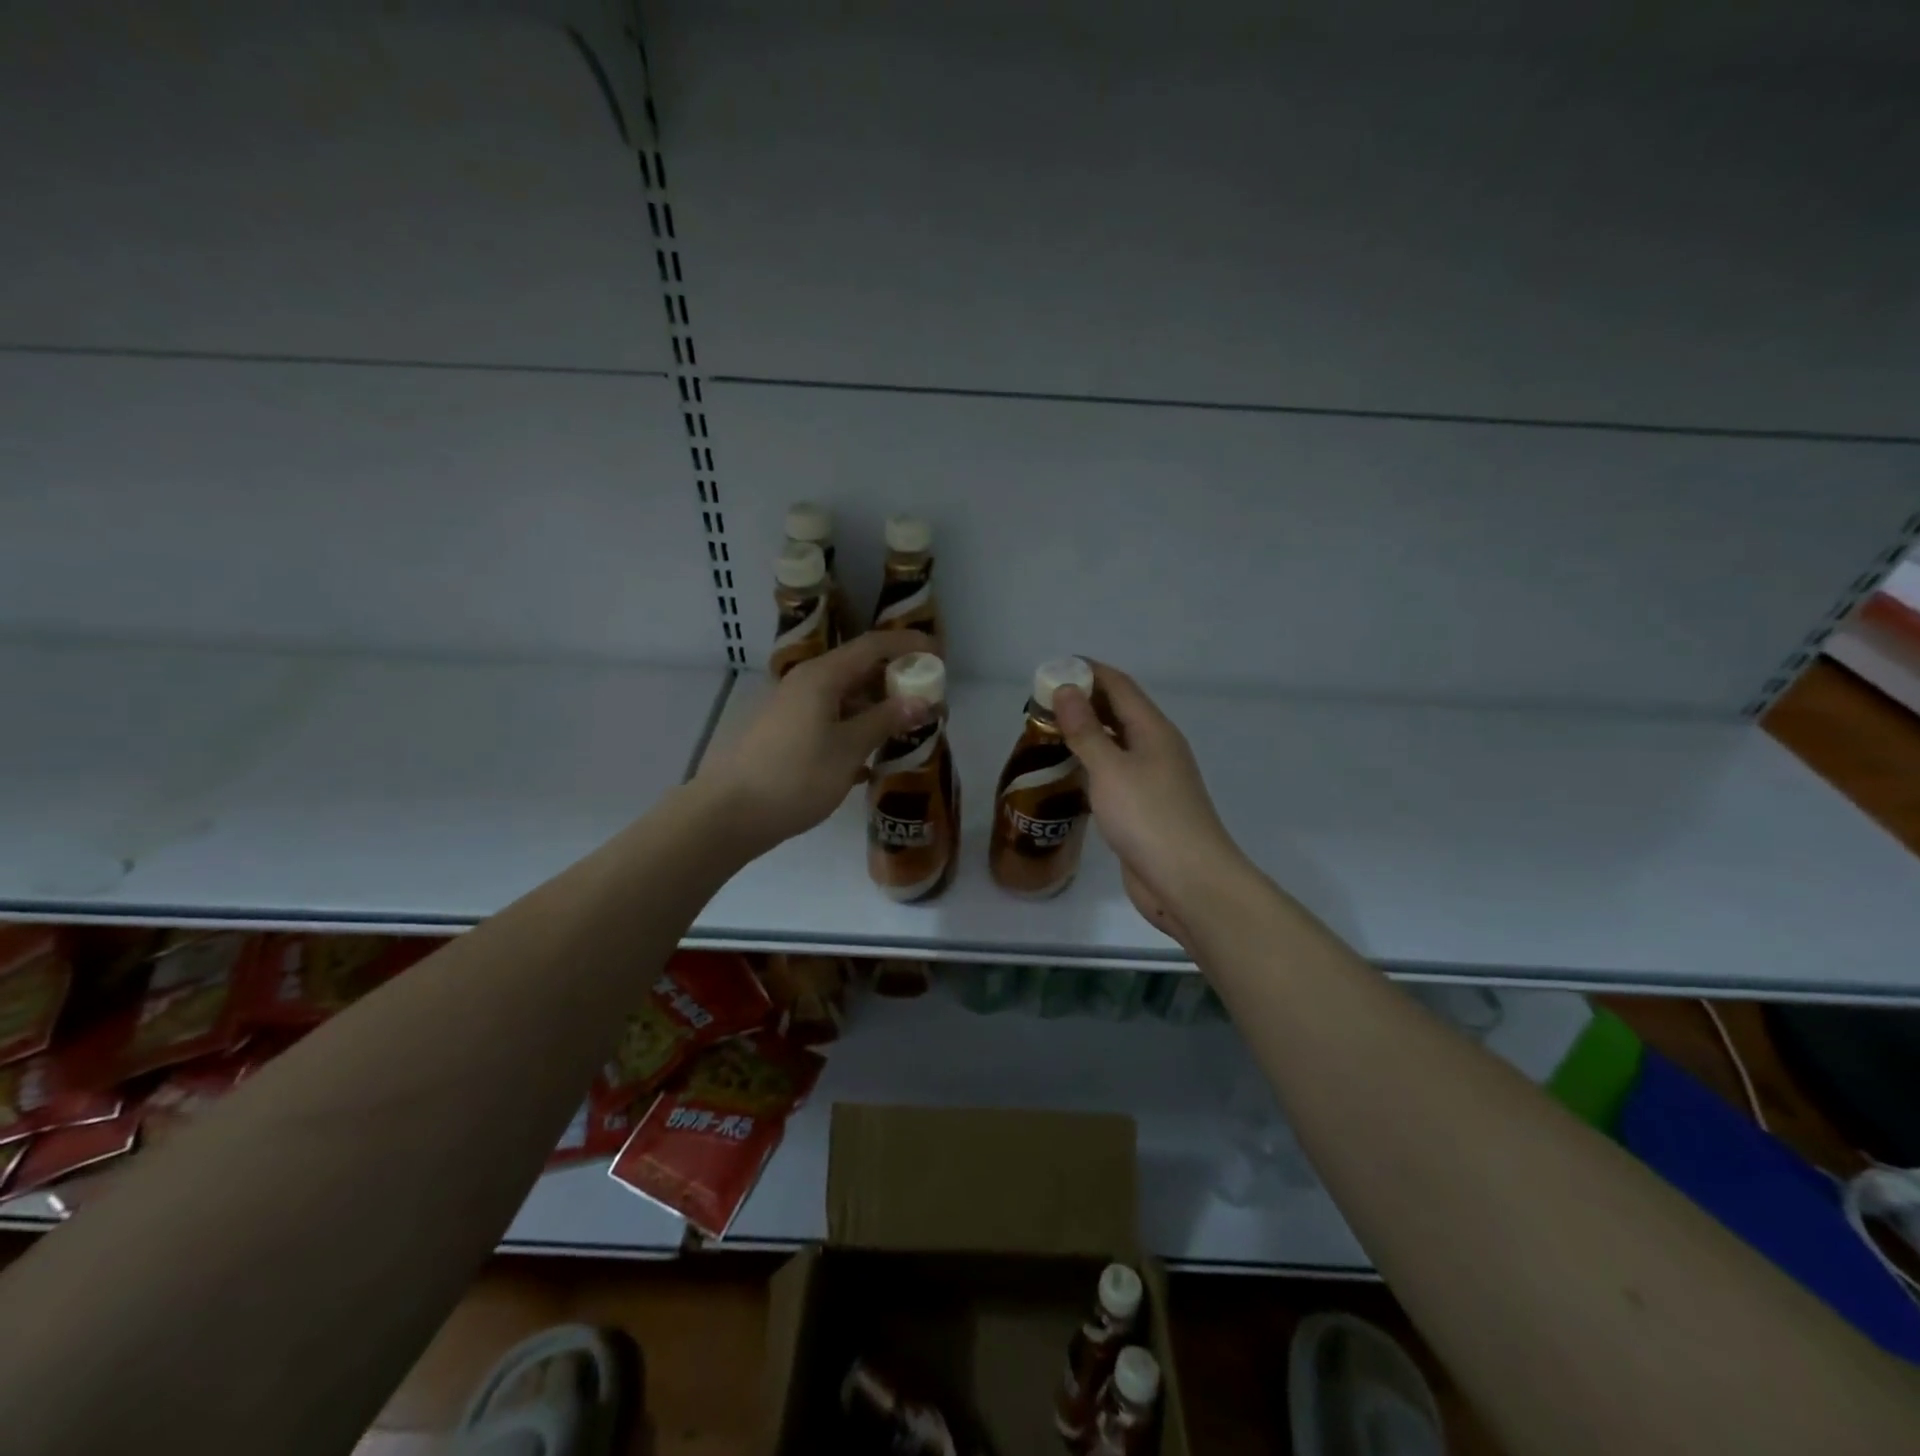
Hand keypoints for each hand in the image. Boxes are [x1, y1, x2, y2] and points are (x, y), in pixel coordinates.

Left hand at [697, 631, 933, 852]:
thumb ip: (885, 721)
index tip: (939, 655)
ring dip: (876, 709)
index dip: (908, 645)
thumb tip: (921, 700)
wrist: (728, 814)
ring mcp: (792, 708)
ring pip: (844, 698)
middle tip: (927, 700)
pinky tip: (870, 759)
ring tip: (904, 731)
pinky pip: (829, 720)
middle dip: (895, 681)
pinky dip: (854, 729)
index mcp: (821, 676)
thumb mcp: (848, 750)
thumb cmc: (794, 777)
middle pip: (858, 669)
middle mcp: (805, 683)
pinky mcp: (785, 734)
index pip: (873, 646)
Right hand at [1054, 664, 1251, 949]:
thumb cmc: (1149, 818)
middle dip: (1082, 702)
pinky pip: (1114, 775)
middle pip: (1118, 712)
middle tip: (1040, 704)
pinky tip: (1067, 775)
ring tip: (1046, 734)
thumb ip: (1086, 730)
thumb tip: (1067, 689)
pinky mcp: (1144, 809)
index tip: (1051, 669)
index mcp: (1154, 730)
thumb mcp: (1111, 769)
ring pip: (1115, 745)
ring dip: (1085, 735)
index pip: (1119, 685)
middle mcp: (1156, 749)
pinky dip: (1091, 766)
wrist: (1188, 882)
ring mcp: (1153, 780)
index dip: (1088, 671)